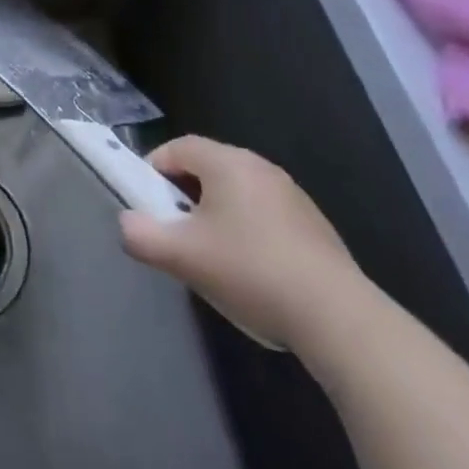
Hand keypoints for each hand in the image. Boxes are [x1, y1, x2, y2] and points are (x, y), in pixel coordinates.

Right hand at [117, 136, 368, 353]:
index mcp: (229, 163)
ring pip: (236, 194)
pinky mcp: (315, 228)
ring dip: (214, 216)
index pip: (177, 148)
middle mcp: (262, 169)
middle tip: (174, 232)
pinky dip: (246, 233)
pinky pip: (264, 216)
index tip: (147, 206)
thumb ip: (139, 234)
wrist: (340, 320)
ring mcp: (294, 198)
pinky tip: (250, 272)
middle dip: (182, 196)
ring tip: (210, 256)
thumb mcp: (180, 255)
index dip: (152, 171)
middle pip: (206, 168)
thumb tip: (128, 224)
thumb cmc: (250, 271)